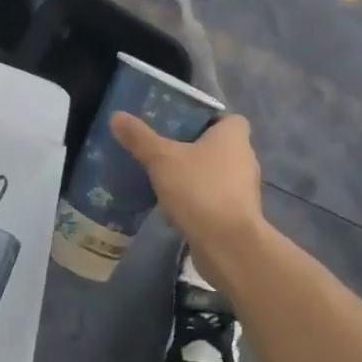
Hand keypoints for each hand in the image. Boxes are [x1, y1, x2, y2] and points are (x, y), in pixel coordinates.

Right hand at [110, 112, 265, 278]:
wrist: (227, 245)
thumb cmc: (199, 189)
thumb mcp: (161, 159)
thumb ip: (140, 138)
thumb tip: (117, 116)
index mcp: (234, 136)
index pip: (224, 117)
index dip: (203, 119)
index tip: (177, 126)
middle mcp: (244, 158)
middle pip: (217, 146)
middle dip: (192, 148)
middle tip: (162, 149)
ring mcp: (243, 189)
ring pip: (214, 174)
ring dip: (193, 176)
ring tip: (162, 178)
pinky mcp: (237, 215)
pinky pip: (213, 199)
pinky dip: (196, 200)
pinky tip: (172, 207)